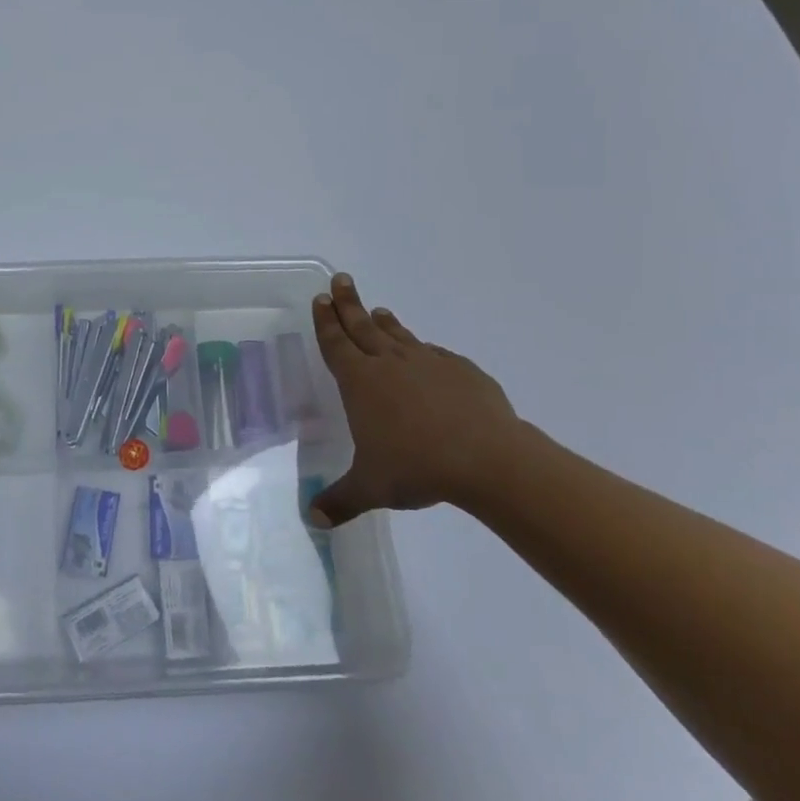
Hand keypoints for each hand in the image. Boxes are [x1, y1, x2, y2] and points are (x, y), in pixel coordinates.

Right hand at [308, 273, 529, 525]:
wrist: (487, 459)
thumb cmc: (417, 467)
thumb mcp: (370, 488)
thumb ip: (339, 501)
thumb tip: (312, 520)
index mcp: (361, 382)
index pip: (336, 344)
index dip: (326, 321)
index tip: (321, 298)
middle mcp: (390, 364)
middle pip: (363, 326)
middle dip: (348, 304)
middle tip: (341, 280)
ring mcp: (428, 363)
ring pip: (399, 335)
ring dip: (385, 322)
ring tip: (378, 310)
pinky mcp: (462, 371)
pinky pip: (435, 354)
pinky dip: (423, 350)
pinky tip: (426, 354)